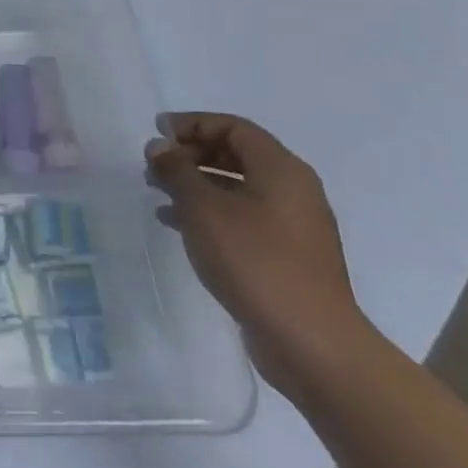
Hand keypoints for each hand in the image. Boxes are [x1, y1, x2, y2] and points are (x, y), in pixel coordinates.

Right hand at [145, 112, 365, 390]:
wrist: (312, 344)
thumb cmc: (255, 262)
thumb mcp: (203, 208)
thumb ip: (176, 170)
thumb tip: (159, 145)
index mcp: (281, 170)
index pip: (233, 127)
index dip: (192, 124)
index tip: (156, 133)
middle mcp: (293, 190)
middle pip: (236, 154)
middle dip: (191, 154)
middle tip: (155, 165)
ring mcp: (293, 226)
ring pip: (237, 188)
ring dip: (196, 184)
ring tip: (158, 193)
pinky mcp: (287, 256)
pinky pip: (243, 217)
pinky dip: (210, 212)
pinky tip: (177, 224)